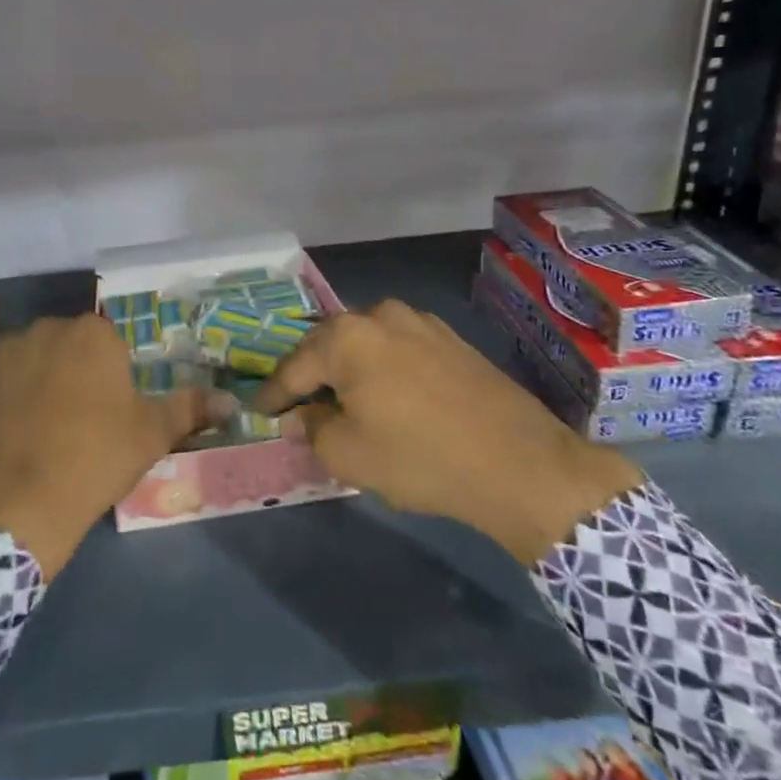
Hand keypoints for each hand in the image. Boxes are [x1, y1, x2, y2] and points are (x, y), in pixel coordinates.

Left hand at [0, 315, 218, 577]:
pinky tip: (21, 437)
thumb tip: (232, 401)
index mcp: (92, 333)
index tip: (114, 411)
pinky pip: (8, 382)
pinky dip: (16, 400)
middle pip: (72, 347)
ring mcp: (7, 353)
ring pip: (38, 362)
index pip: (111, 343)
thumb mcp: (151, 434)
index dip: (115, 377)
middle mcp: (47, 329)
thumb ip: (190, 409)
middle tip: (86, 422)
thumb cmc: (95, 457)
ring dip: (45, 383)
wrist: (15, 500)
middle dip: (79, 374)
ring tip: (49, 431)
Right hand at [257, 300, 642, 566]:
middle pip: (328, 346)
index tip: (259, 411)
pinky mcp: (449, 338)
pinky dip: (382, 368)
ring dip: (349, 369)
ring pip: (365, 344)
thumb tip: (304, 415)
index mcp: (346, 337)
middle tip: (298, 406)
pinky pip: (398, 348)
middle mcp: (378, 315)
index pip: (294, 366)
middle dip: (311, 376)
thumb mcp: (349, 454)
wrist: (521, 464)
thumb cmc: (421, 458)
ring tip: (344, 400)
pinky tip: (388, 395)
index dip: (273, 393)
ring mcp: (419, 322)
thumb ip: (312, 428)